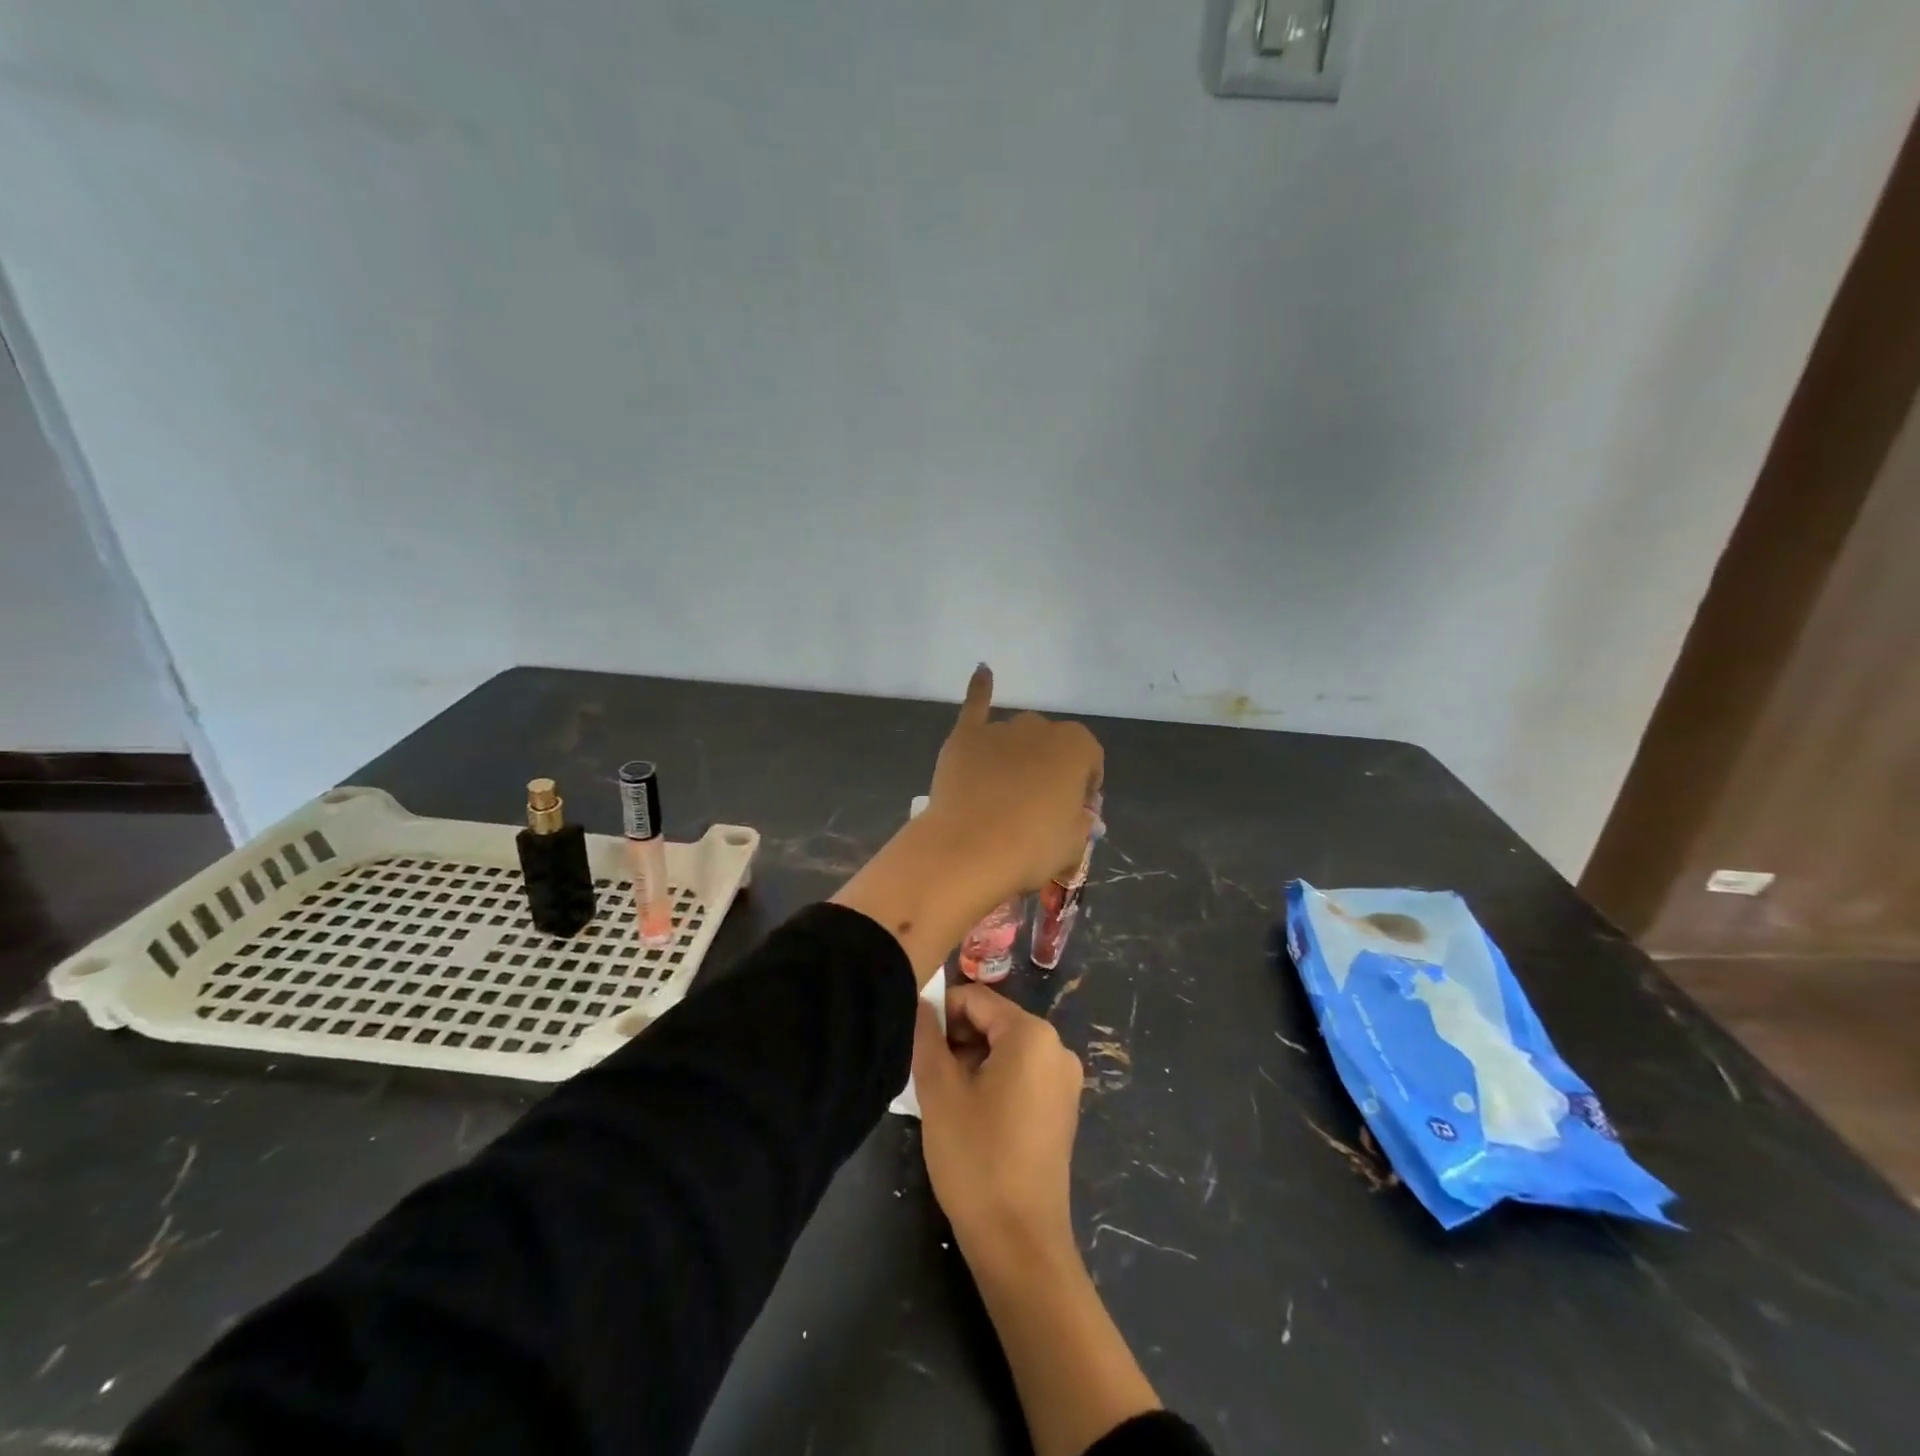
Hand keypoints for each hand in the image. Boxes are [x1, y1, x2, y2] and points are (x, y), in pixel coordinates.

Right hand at [913, 983, 1084, 1260]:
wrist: (1020, 1243)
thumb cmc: (977, 1158)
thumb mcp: (939, 1092)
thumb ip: (927, 1038)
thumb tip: (920, 1004)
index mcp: (1032, 1034)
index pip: (976, 999)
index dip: (940, 1011)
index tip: (914, 1041)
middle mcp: (1056, 1047)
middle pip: (994, 1021)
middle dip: (956, 1038)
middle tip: (925, 1073)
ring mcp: (1064, 1079)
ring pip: (1005, 1049)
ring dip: (970, 1061)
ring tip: (943, 1096)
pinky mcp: (1061, 1107)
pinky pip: (1021, 1074)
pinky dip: (992, 1080)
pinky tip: (968, 1112)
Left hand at [922, 664, 1103, 897]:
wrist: (969, 848)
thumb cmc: (1032, 847)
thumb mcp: (1075, 842)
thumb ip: (1080, 820)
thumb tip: (1075, 813)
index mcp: (1077, 746)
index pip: (1090, 761)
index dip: (1085, 787)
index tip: (1075, 811)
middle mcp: (1040, 728)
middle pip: (1051, 746)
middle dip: (1050, 768)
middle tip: (1039, 806)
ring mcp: (1000, 730)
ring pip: (1016, 737)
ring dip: (1018, 755)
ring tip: (1005, 791)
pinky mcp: (965, 737)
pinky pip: (975, 706)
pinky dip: (980, 689)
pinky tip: (983, 672)